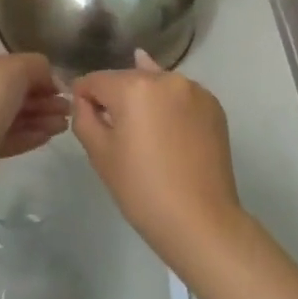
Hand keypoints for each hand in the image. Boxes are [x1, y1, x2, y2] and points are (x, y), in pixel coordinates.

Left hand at [0, 47, 69, 186]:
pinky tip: (47, 137)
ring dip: (36, 118)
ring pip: (3, 116)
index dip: (30, 73)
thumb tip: (50, 79)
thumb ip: (37, 65)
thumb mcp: (16, 67)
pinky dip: (23, 135)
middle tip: (65, 108)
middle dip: (38, 99)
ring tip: (63, 125)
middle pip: (2, 91)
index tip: (55, 85)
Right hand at [71, 50, 243, 261]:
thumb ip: (84, 116)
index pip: (96, 80)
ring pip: (156, 85)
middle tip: (114, 130)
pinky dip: (169, 107)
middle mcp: (166, 79)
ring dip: (144, 99)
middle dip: (116, 97)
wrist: (199, 220)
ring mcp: (195, 90)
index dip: (83, 96)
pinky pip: (180, 97)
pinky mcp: (214, 106)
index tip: (84, 116)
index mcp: (134, 87)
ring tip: (143, 130)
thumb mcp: (99, 153)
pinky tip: (167, 131)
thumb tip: (85, 99)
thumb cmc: (141, 189)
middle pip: (127, 78)